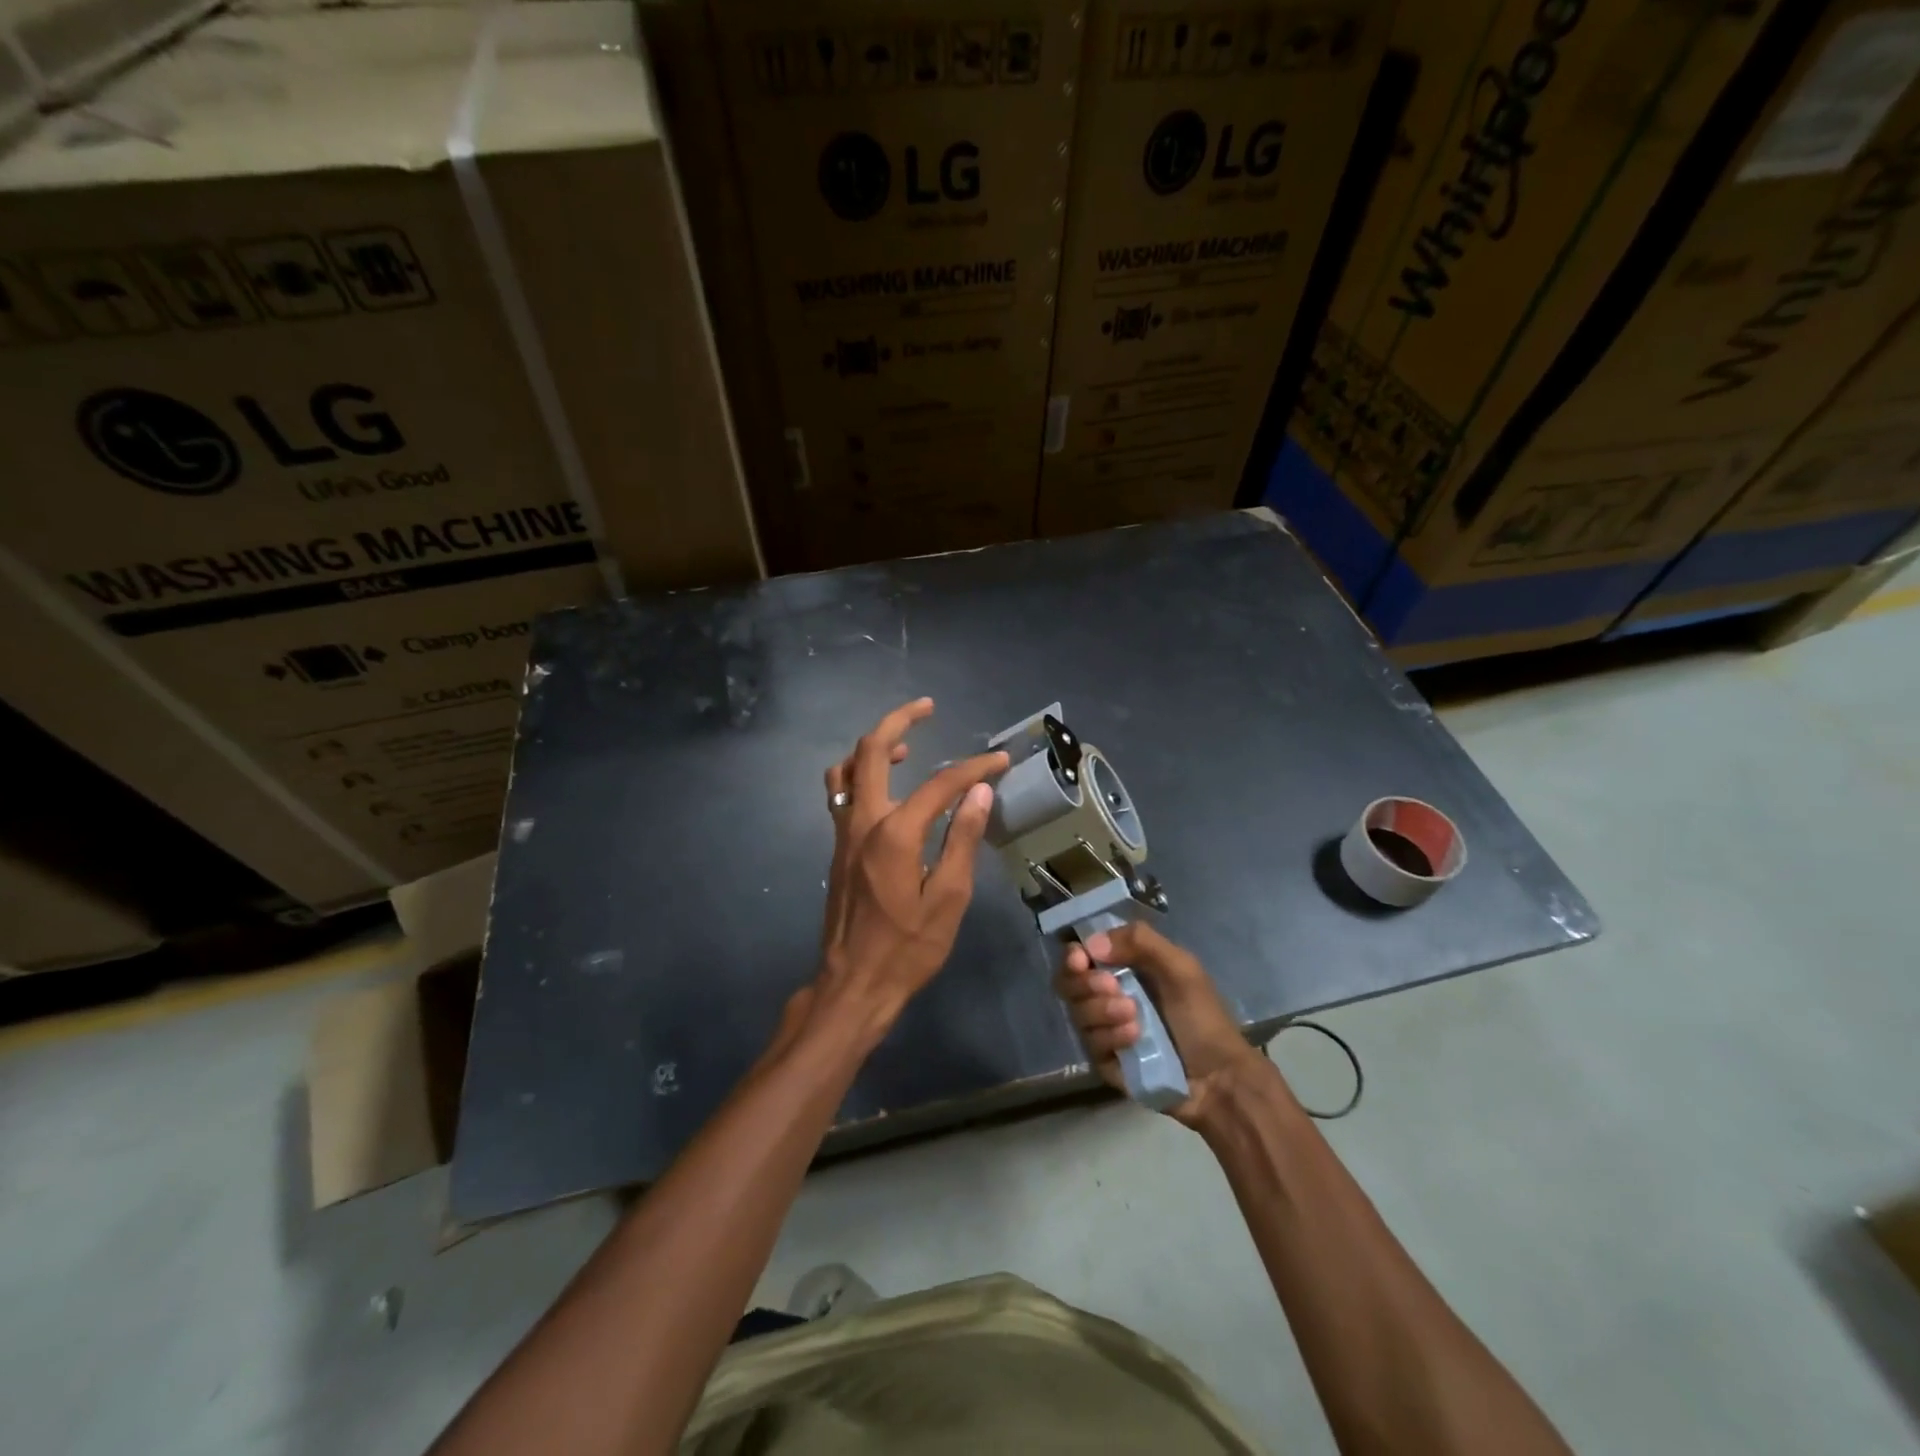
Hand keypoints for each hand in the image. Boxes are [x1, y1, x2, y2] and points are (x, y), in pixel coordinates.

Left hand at [812, 698, 1008, 1043]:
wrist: (853, 984)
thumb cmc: (907, 948)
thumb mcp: (948, 899)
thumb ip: (963, 839)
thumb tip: (981, 792)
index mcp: (894, 834)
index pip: (940, 784)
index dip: (973, 768)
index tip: (1000, 761)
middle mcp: (862, 821)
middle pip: (871, 751)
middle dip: (899, 721)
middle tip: (927, 707)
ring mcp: (842, 833)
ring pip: (847, 769)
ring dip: (875, 747)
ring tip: (909, 746)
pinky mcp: (837, 847)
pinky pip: (842, 792)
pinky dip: (862, 773)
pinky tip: (888, 787)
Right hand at [1055, 921, 1268, 1127]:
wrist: (1219, 1079)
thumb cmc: (1203, 1017)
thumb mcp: (1181, 968)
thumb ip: (1141, 942)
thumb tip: (1091, 943)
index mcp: (1124, 968)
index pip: (1080, 954)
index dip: (1073, 955)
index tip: (1080, 960)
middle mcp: (1107, 995)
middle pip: (1068, 983)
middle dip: (1087, 984)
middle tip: (1113, 987)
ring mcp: (1104, 1029)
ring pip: (1078, 1013)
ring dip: (1103, 1011)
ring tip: (1136, 1019)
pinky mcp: (1105, 1061)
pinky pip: (1090, 1044)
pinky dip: (1112, 1038)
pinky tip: (1135, 1040)